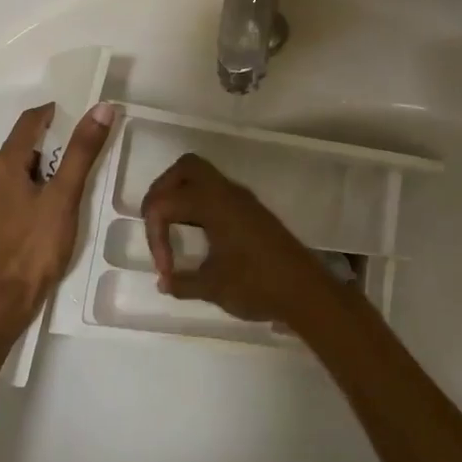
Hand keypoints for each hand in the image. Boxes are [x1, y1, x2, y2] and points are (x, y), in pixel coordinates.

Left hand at [0, 100, 113, 334]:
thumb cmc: (33, 247)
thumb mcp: (64, 196)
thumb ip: (82, 152)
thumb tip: (101, 108)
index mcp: (4, 164)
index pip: (30, 121)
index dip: (56, 113)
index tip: (84, 118)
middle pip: (24, 145)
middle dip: (55, 143)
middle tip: (86, 153)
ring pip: (19, 171)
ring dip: (45, 168)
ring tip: (74, 182)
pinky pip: (14, 192)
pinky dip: (34, 189)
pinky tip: (52, 209)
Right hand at [139, 154, 335, 325]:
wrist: (306, 292)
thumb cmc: (257, 286)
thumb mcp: (212, 287)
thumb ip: (182, 282)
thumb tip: (165, 282)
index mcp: (213, 203)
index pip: (166, 202)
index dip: (155, 236)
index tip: (166, 269)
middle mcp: (227, 192)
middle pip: (186, 168)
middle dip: (163, 192)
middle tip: (157, 224)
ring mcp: (242, 199)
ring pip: (203, 177)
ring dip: (182, 196)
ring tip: (173, 230)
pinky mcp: (251, 211)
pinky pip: (216, 193)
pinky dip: (199, 206)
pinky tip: (198, 236)